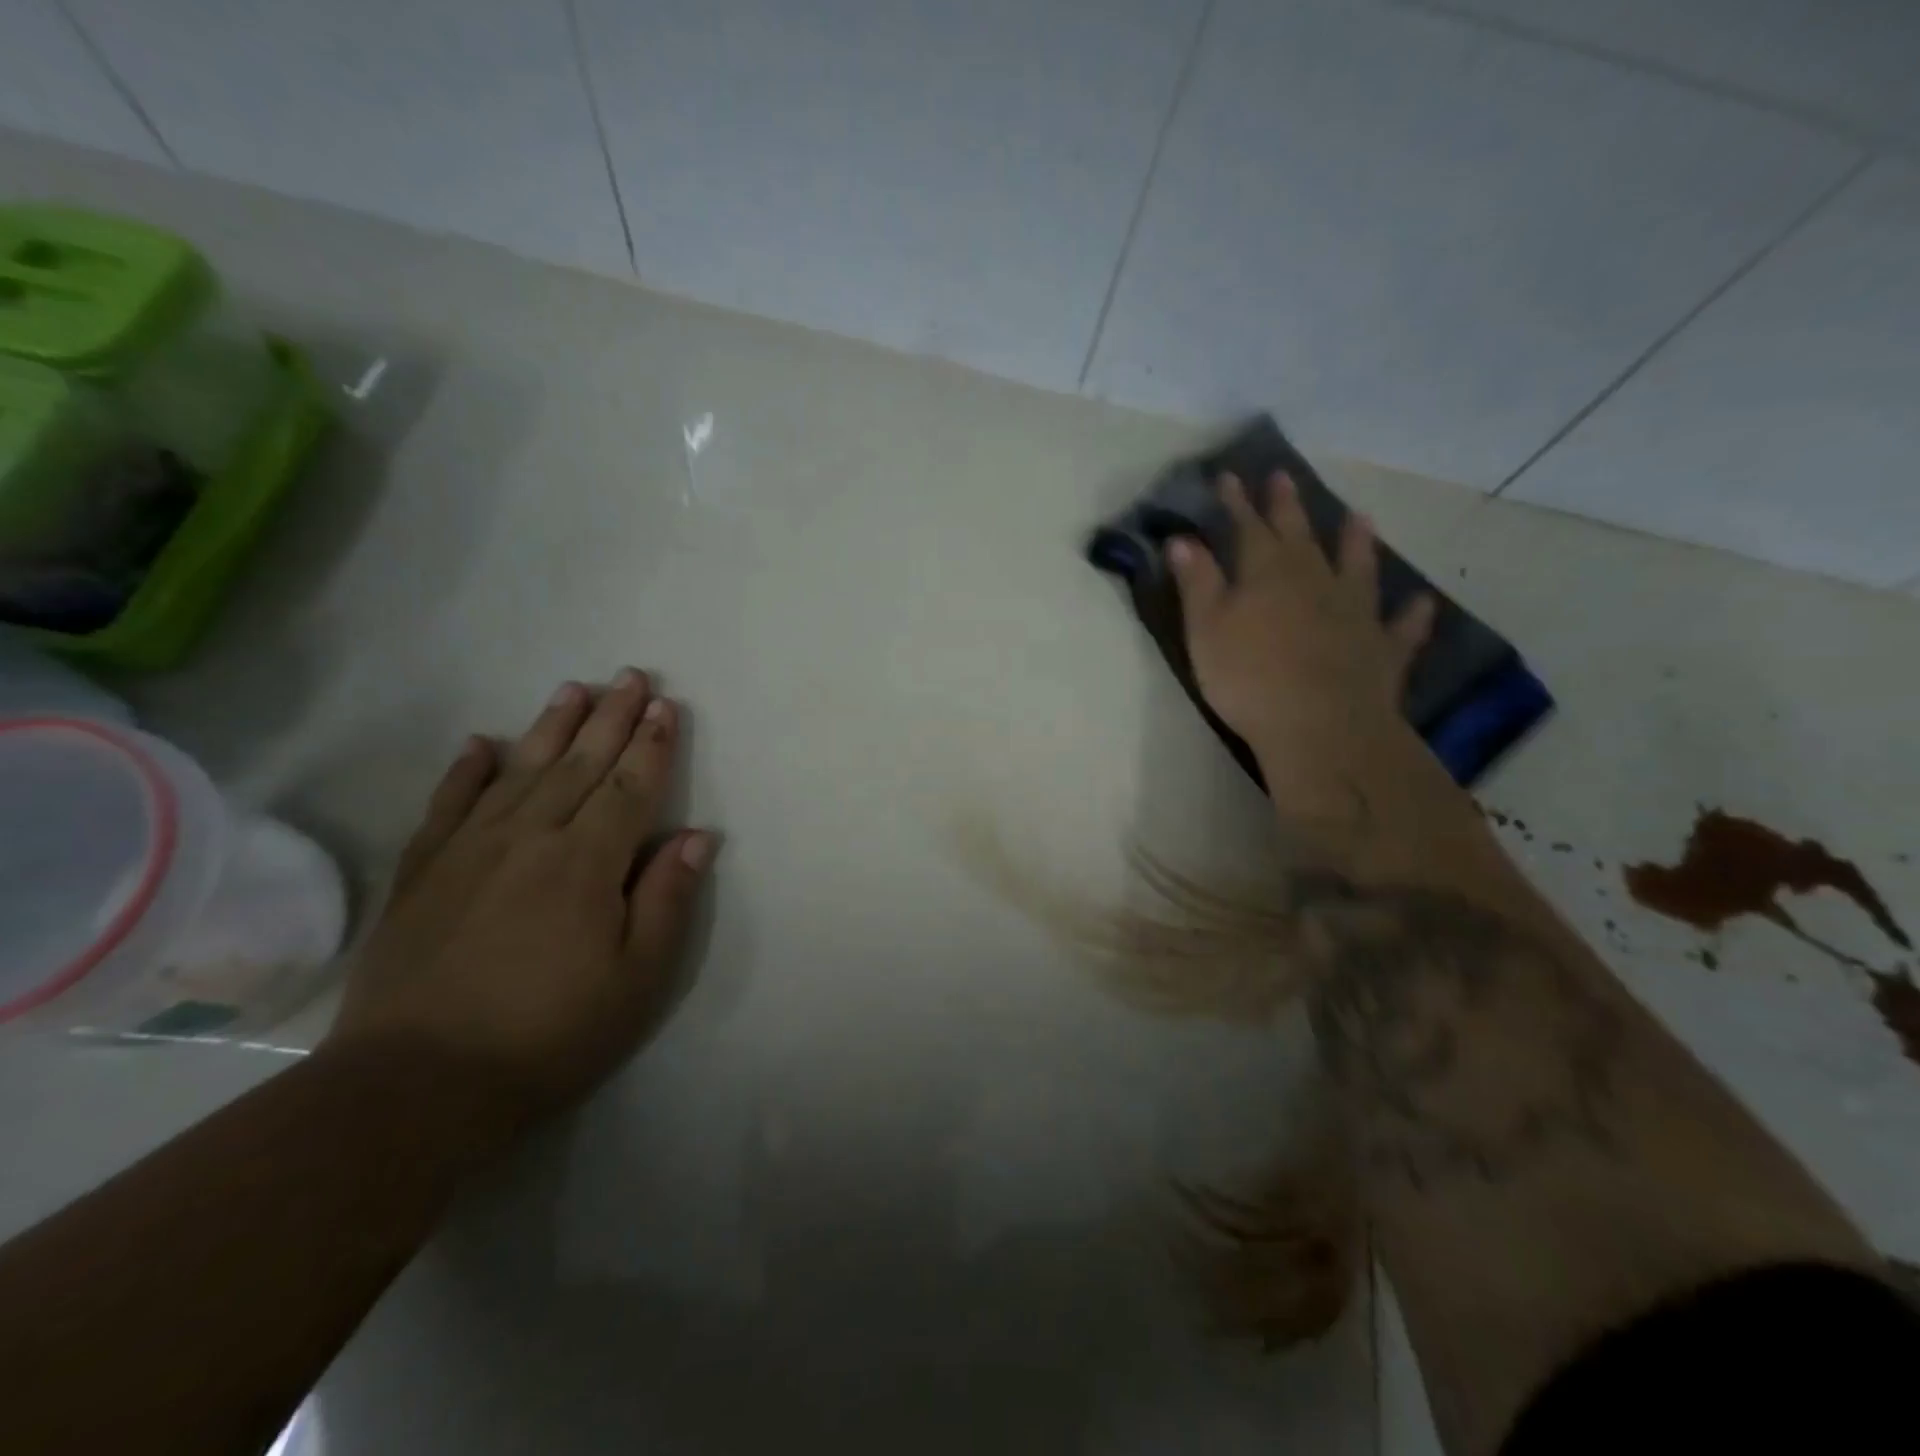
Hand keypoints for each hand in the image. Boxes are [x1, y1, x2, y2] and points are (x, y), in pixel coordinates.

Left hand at [329, 670, 718, 1126]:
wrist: (415, 1086)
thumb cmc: (550, 1034)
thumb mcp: (637, 979)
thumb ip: (668, 899)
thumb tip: (699, 836)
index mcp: (587, 863)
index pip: (629, 787)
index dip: (651, 745)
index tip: (665, 706)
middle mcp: (530, 838)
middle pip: (579, 764)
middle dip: (610, 718)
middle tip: (629, 676)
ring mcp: (468, 851)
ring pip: (520, 771)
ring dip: (550, 727)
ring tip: (572, 689)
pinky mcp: (422, 873)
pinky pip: (448, 805)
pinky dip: (466, 771)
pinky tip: (479, 744)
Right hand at [1168, 473, 1434, 785]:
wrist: (1319, 724)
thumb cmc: (1248, 677)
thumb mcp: (1206, 629)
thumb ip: (1197, 582)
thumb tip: (1183, 539)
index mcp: (1268, 574)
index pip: (1249, 528)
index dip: (1238, 503)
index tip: (1230, 477)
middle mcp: (1315, 581)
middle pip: (1300, 536)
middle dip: (1288, 507)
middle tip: (1284, 478)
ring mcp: (1355, 612)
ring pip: (1358, 567)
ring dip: (1358, 543)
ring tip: (1361, 518)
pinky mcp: (1382, 649)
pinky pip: (1400, 627)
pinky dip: (1410, 614)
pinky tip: (1420, 603)